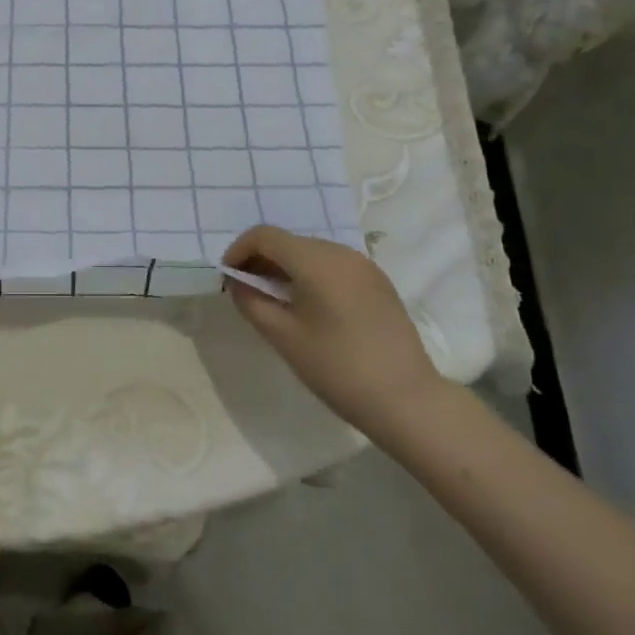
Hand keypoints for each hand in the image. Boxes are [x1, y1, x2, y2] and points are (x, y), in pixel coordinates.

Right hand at [222, 224, 444, 435]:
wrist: (406, 399)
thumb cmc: (337, 368)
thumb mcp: (283, 337)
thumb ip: (251, 302)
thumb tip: (237, 283)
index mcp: (316, 261)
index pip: (264, 236)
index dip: (238, 251)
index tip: (228, 279)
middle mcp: (341, 253)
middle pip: (289, 241)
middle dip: (260, 260)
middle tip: (246, 292)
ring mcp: (364, 266)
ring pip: (311, 252)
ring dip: (285, 268)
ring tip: (274, 301)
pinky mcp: (378, 283)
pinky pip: (333, 266)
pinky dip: (310, 275)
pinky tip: (308, 307)